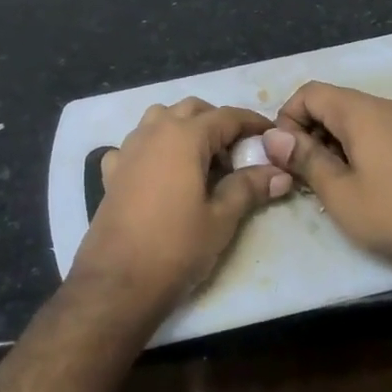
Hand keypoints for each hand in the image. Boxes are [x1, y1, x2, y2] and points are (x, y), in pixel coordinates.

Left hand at [72, 98, 292, 318]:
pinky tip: (161, 175)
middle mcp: (153, 132)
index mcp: (184, 136)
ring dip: (184, 128)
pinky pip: (136, 145)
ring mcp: (127, 149)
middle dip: (218, 123)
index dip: (253, 123)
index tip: (272, 136)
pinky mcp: (111, 171)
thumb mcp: (221, 219)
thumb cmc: (176, 247)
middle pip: (192, 110)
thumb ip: (249, 187)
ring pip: (160, 119)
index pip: (226, 116)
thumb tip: (280, 173)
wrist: (118, 281)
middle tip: (238, 153)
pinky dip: (153, 149)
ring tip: (202, 161)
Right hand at [264, 81, 391, 285]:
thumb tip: (272, 136)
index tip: (285, 156)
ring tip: (329, 183)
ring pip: (354, 119)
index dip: (287, 119)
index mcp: (362, 111)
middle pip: (332, 103)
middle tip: (302, 174)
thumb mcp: (339, 192)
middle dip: (308, 132)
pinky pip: (376, 131)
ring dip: (331, 142)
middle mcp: (385, 107)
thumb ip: (304, 158)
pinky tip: (360, 184)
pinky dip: (356, 148)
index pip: (309, 92)